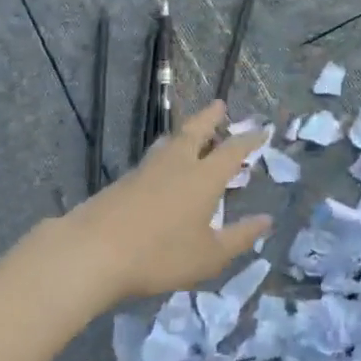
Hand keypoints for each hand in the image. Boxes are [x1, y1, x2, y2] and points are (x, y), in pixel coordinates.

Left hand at [65, 100, 271, 302]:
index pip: (232, 150)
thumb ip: (239, 237)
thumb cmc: (160, 254)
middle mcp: (177, 164)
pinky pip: (152, 158)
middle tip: (219, 105)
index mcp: (204, 177)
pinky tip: (161, 166)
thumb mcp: (208, 255)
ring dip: (185, 132)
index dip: (249, 139)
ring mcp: (147, 170)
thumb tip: (267, 220)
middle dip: (210, 117)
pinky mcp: (123, 181)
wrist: (93, 252)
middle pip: (196, 131)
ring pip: (170, 141)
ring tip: (190, 131)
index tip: (262, 129)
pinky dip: (165, 153)